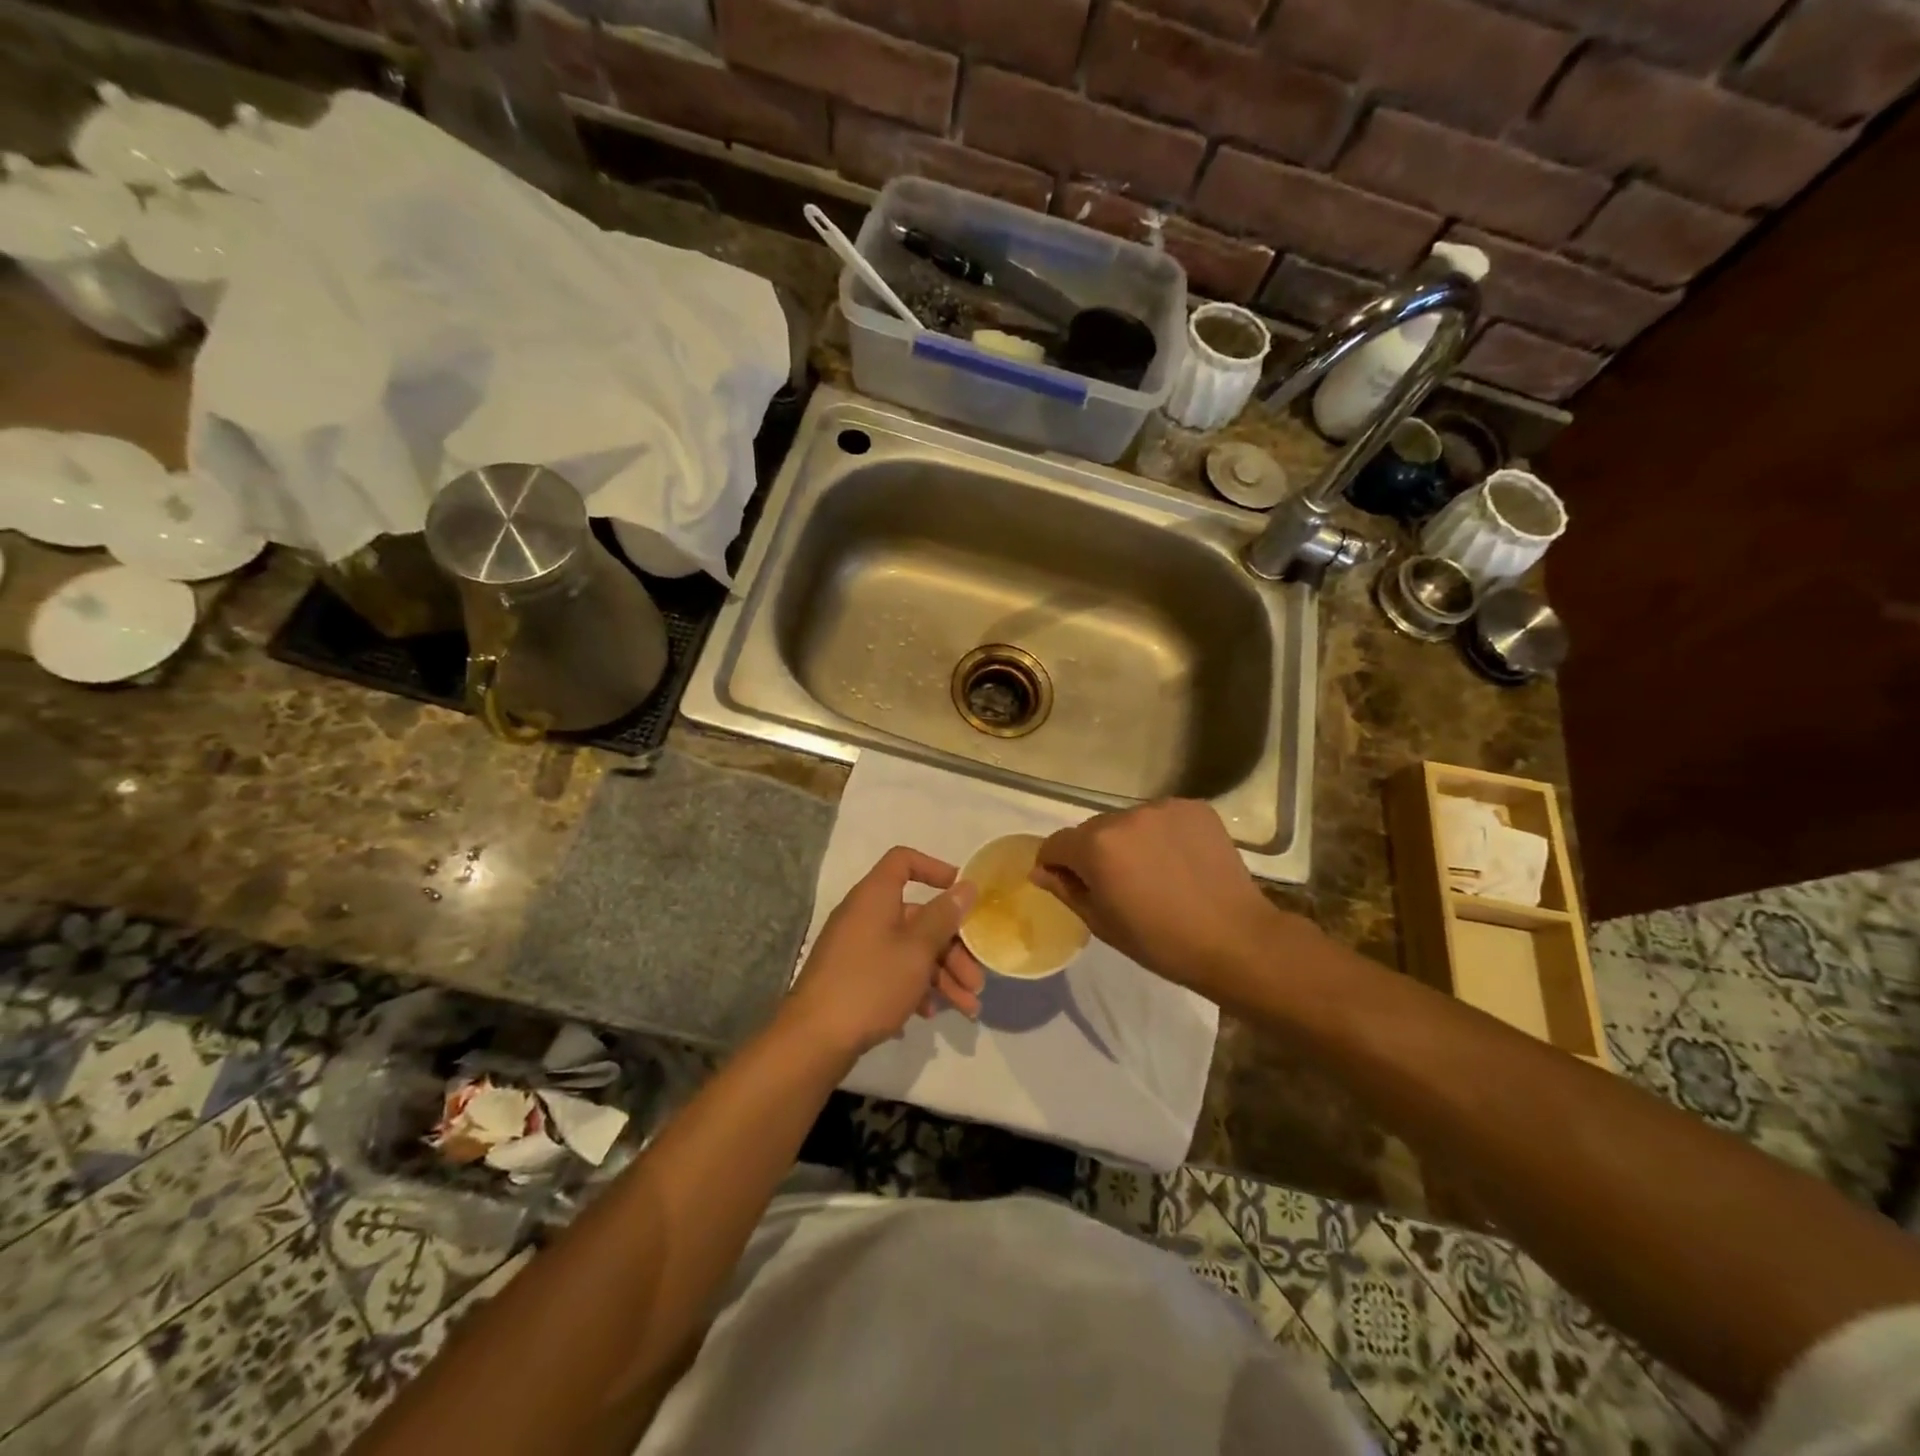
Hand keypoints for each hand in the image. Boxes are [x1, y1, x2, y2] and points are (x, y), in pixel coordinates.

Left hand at [785, 847, 985, 1057]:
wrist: (814, 1039)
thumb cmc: (871, 983)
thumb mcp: (916, 950)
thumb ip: (944, 916)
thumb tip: (966, 886)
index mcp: (875, 896)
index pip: (904, 861)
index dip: (936, 870)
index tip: (963, 894)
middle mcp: (865, 915)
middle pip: (918, 916)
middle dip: (953, 947)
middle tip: (976, 980)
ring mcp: (857, 948)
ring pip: (910, 949)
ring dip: (942, 974)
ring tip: (967, 1009)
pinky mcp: (854, 978)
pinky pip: (892, 972)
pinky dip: (915, 987)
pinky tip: (930, 1014)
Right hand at [1031, 800, 1285, 993]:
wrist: (1235, 940)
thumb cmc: (1160, 942)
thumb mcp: (1102, 923)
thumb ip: (1066, 889)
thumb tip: (1040, 870)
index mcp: (1096, 846)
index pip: (1056, 843)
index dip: (1055, 863)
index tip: (1067, 882)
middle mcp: (1124, 816)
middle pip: (1093, 830)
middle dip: (1095, 852)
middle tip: (1118, 884)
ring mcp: (1162, 808)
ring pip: (1129, 822)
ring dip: (1130, 841)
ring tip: (1154, 873)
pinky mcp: (1194, 807)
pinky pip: (1162, 817)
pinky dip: (1162, 834)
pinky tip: (1179, 861)